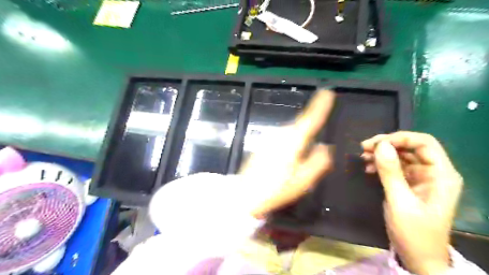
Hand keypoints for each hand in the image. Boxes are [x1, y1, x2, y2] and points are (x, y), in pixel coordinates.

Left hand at [240, 90, 336, 218]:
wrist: (246, 193)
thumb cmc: (277, 189)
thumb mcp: (303, 180)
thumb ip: (318, 161)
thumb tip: (325, 146)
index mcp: (293, 141)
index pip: (309, 119)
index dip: (319, 105)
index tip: (327, 92)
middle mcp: (280, 135)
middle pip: (299, 123)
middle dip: (310, 120)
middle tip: (321, 116)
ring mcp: (270, 139)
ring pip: (290, 130)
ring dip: (300, 130)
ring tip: (307, 138)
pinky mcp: (263, 145)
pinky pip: (282, 136)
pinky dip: (290, 138)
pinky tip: (290, 150)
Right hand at [362, 132, 462, 273]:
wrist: (418, 257)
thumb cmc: (414, 232)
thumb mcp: (400, 201)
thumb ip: (390, 172)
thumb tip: (380, 145)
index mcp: (441, 175)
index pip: (424, 143)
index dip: (399, 138)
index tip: (375, 144)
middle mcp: (433, 172)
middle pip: (410, 147)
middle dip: (387, 145)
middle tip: (364, 148)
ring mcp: (421, 178)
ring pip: (401, 155)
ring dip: (381, 154)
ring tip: (363, 158)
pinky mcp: (409, 184)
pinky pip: (395, 167)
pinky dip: (381, 164)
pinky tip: (368, 168)